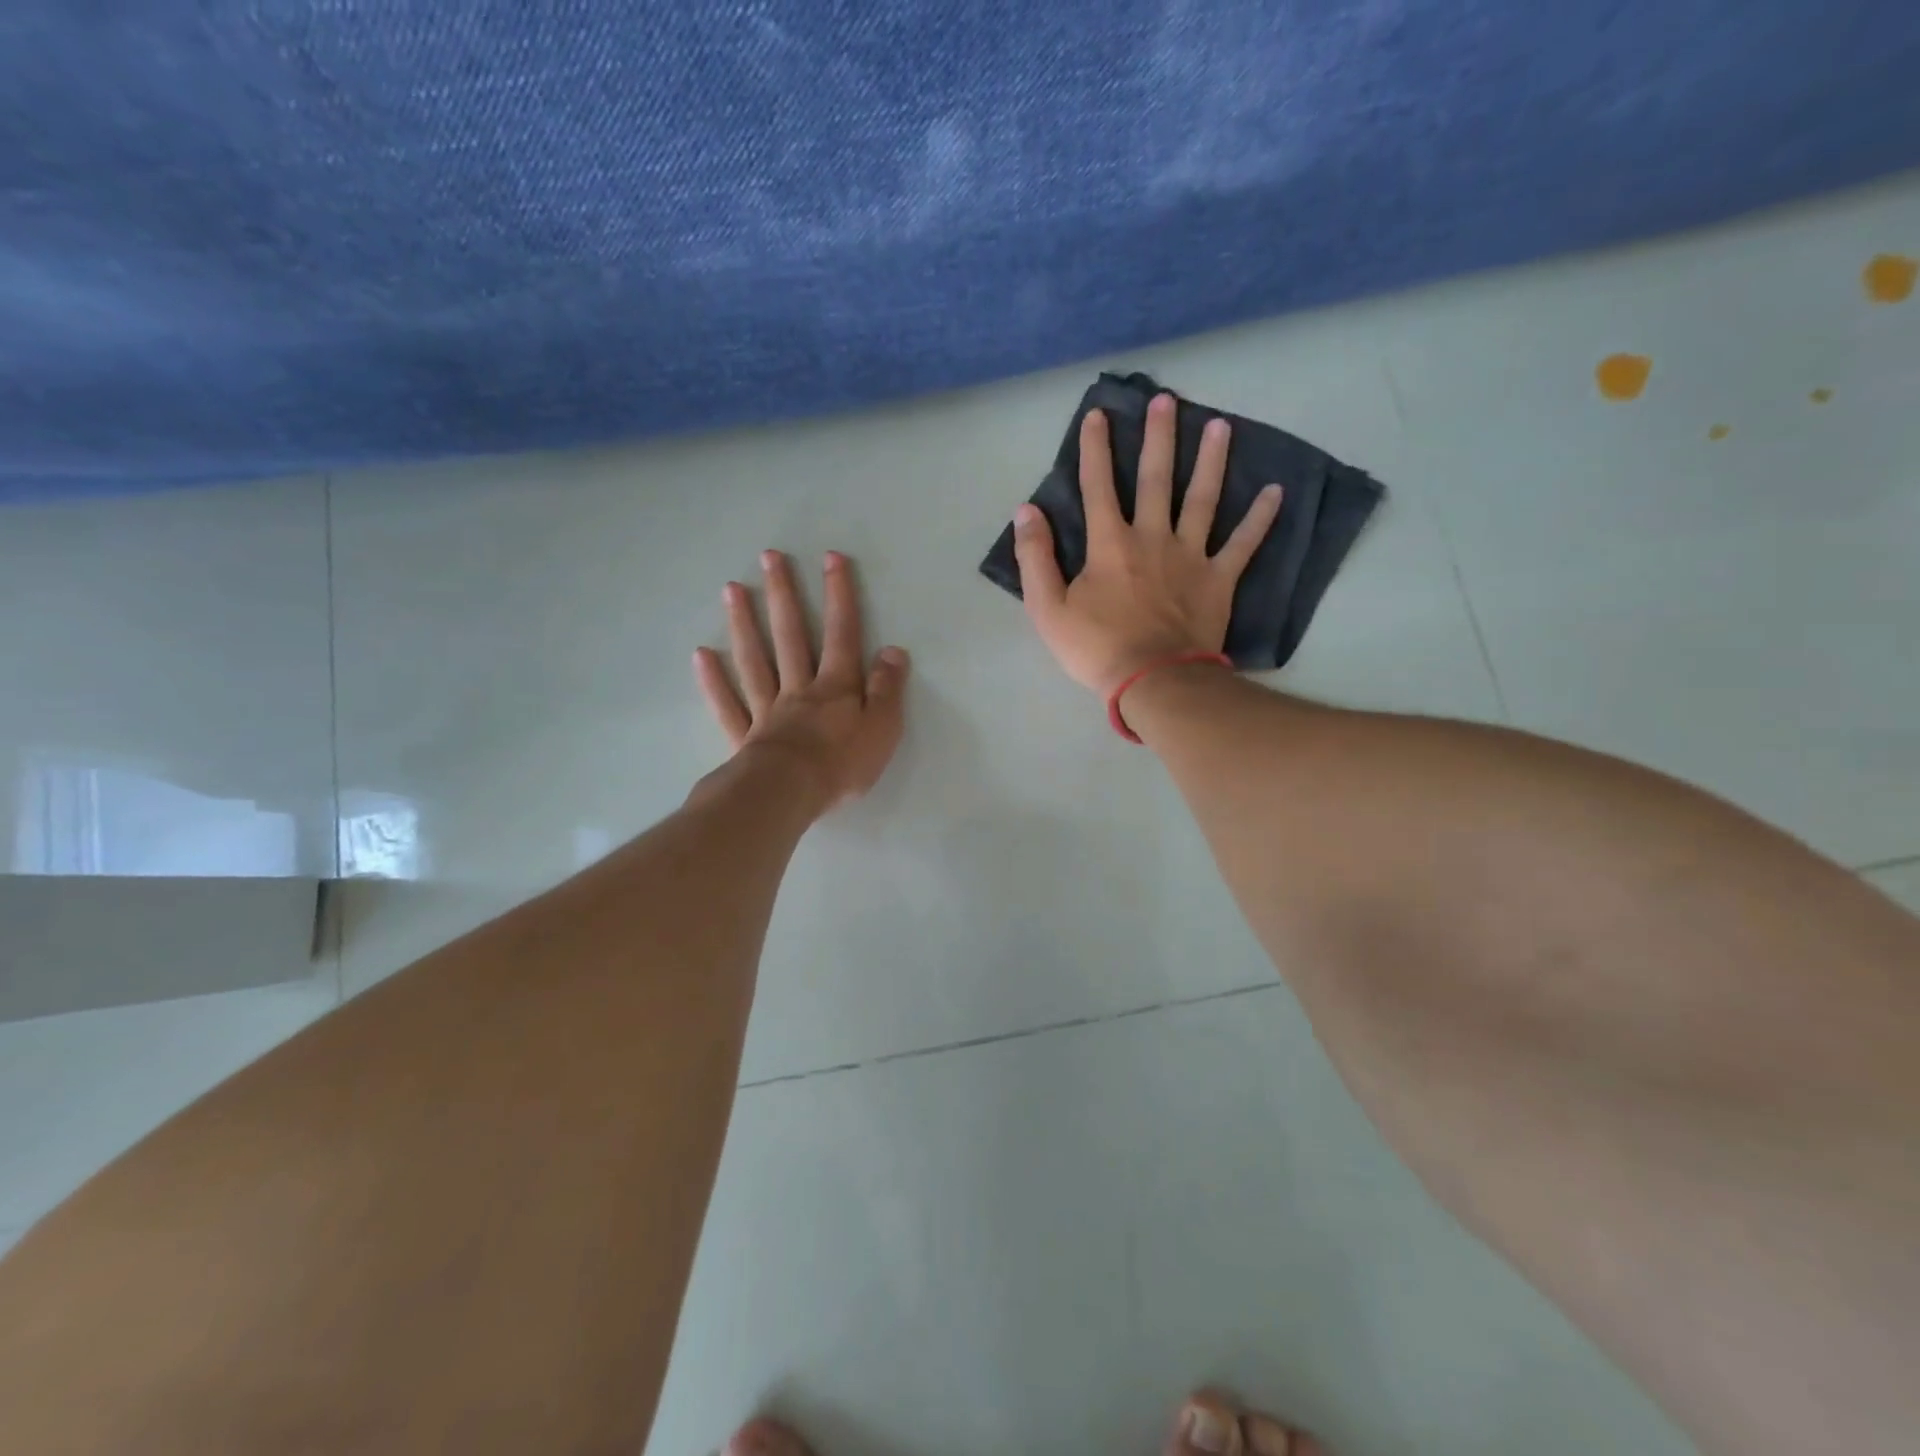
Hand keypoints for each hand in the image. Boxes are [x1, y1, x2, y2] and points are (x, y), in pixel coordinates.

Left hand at [694, 550, 909, 811]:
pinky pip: (728, 704)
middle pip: (790, 635)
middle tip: (769, 557)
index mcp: (835, 687)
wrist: (789, 794)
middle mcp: (799, 688)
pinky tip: (701, 655)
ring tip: (732, 589)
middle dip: (783, 594)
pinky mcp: (745, 736)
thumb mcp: (882, 728)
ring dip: (744, 624)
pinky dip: (713, 680)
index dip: (839, 595)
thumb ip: (887, 689)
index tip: (831, 558)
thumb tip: (893, 650)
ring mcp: (768, 710)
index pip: (841, 633)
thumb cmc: (841, 764)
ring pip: (755, 660)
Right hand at [1013, 394, 1281, 695]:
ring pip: (1203, 499)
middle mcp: (1152, 537)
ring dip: (1211, 460)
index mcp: (1109, 544)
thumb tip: (1026, 511)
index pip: (1098, 486)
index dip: (1095, 449)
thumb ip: (1035, 558)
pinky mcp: (1219, 579)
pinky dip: (1260, 519)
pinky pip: (1243, 544)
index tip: (1098, 415)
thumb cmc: (1096, 648)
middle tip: (1166, 400)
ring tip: (1220, 426)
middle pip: (1157, 479)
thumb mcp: (1047, 608)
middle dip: (1158, 437)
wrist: (1152, 680)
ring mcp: (1190, 556)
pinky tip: (1277, 491)